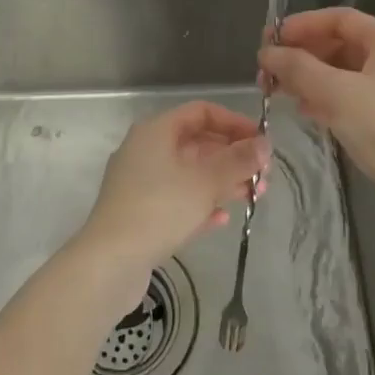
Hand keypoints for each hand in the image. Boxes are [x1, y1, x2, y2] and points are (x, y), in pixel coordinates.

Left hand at [76, 101, 268, 279]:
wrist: (110, 262)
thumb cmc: (159, 209)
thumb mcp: (205, 182)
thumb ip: (238, 161)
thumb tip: (265, 144)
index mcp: (156, 131)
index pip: (201, 112)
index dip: (234, 123)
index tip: (261, 142)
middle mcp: (146, 149)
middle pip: (197, 143)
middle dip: (232, 157)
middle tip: (263, 176)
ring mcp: (140, 182)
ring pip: (189, 173)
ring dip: (222, 182)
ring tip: (253, 198)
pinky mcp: (140, 212)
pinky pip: (177, 199)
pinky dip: (201, 204)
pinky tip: (221, 219)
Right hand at [259, 8, 374, 191]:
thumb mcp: (337, 93)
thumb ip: (298, 69)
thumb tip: (266, 52)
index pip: (339, 19)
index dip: (302, 25)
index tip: (270, 39)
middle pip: (340, 45)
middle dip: (302, 55)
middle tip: (267, 71)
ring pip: (343, 74)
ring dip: (309, 78)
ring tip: (277, 92)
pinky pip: (350, 98)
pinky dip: (325, 100)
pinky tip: (304, 112)